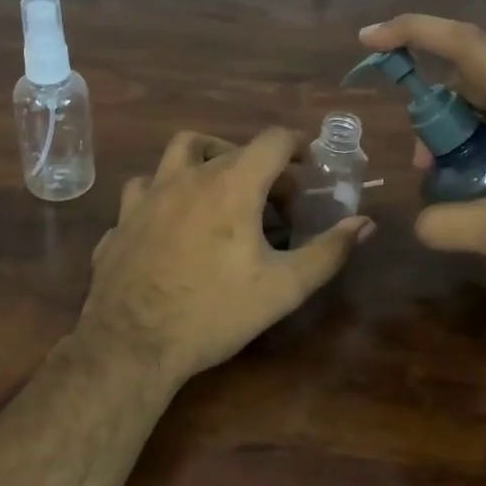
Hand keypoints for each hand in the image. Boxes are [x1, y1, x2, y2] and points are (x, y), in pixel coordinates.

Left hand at [76, 128, 374, 387]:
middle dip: (260, 164)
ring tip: (220, 189)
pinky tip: (172, 221)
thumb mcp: (284, 287)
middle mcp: (187, 177)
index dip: (297, 146)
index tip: (309, 166)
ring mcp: (147, 196)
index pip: (272, 140)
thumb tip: (364, 223)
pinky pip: (146, 190)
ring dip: (206, 160)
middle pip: (230, 147)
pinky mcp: (121, 220)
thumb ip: (328, 251)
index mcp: (230, 185)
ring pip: (178, 154)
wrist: (131, 344)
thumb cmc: (214, 312)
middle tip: (275, 198)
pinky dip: (166, 193)